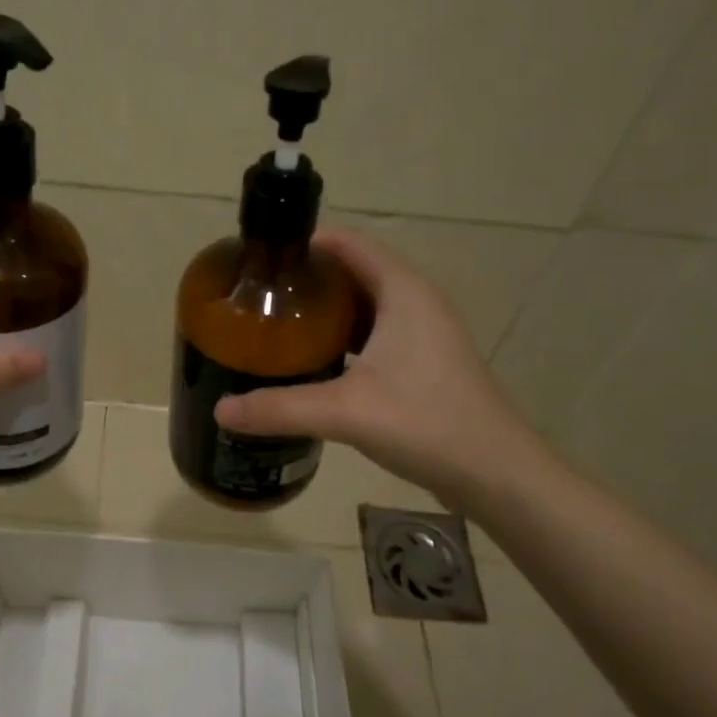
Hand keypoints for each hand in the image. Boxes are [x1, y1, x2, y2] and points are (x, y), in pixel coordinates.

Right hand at [213, 227, 553, 506]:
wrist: (497, 474)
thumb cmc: (426, 423)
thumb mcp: (346, 412)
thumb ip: (279, 407)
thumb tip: (220, 409)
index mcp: (402, 291)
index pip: (347, 242)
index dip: (304, 244)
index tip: (261, 260)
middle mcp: (415, 300)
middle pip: (353, 270)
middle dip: (308, 279)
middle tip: (260, 297)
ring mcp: (423, 331)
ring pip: (364, 303)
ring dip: (325, 309)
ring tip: (278, 325)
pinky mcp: (424, 360)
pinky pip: (375, 331)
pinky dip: (343, 335)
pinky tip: (314, 361)